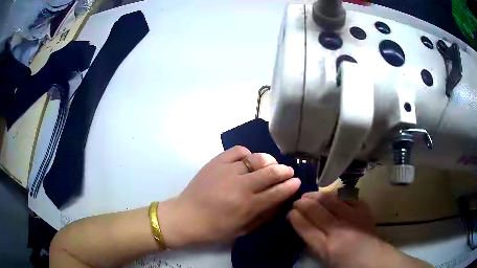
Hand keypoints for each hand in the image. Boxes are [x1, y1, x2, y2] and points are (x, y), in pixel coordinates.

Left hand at [159, 146, 300, 247]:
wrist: (186, 216)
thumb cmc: (215, 228)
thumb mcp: (243, 229)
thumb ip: (264, 215)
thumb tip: (280, 201)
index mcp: (247, 206)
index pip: (277, 192)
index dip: (290, 186)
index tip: (297, 181)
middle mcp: (240, 186)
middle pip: (271, 173)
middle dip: (285, 171)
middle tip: (289, 171)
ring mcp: (227, 171)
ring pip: (256, 159)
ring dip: (269, 161)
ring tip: (271, 164)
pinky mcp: (216, 162)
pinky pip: (238, 151)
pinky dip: (247, 154)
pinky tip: (248, 160)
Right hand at [288, 192, 431, 267]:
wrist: (374, 261)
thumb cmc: (348, 266)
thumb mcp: (326, 260)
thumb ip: (315, 244)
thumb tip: (305, 228)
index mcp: (326, 248)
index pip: (306, 228)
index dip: (295, 217)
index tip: (289, 212)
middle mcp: (338, 231)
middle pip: (316, 212)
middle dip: (303, 204)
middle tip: (297, 200)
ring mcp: (352, 218)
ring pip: (331, 201)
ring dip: (318, 196)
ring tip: (310, 194)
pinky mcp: (364, 211)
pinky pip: (348, 199)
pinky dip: (338, 197)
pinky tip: (333, 197)